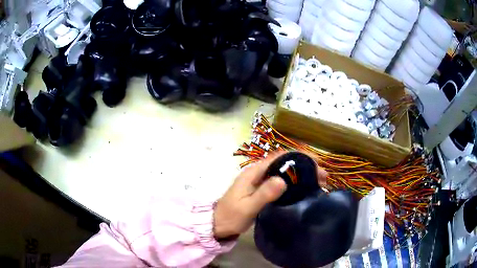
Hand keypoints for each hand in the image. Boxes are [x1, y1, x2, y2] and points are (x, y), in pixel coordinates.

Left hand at [213, 151, 327, 238]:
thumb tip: (283, 180)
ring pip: (284, 172)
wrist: (218, 225)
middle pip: (284, 163)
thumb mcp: (247, 207)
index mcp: (254, 172)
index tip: (316, 162)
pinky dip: (294, 182)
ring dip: (301, 174)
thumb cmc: (231, 216)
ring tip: (319, 182)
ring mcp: (260, 181)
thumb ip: (263, 194)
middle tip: (322, 176)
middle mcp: (258, 172)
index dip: (298, 156)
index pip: (279, 156)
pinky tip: (304, 189)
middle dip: (304, 166)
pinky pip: (281, 181)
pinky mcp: (262, 190)